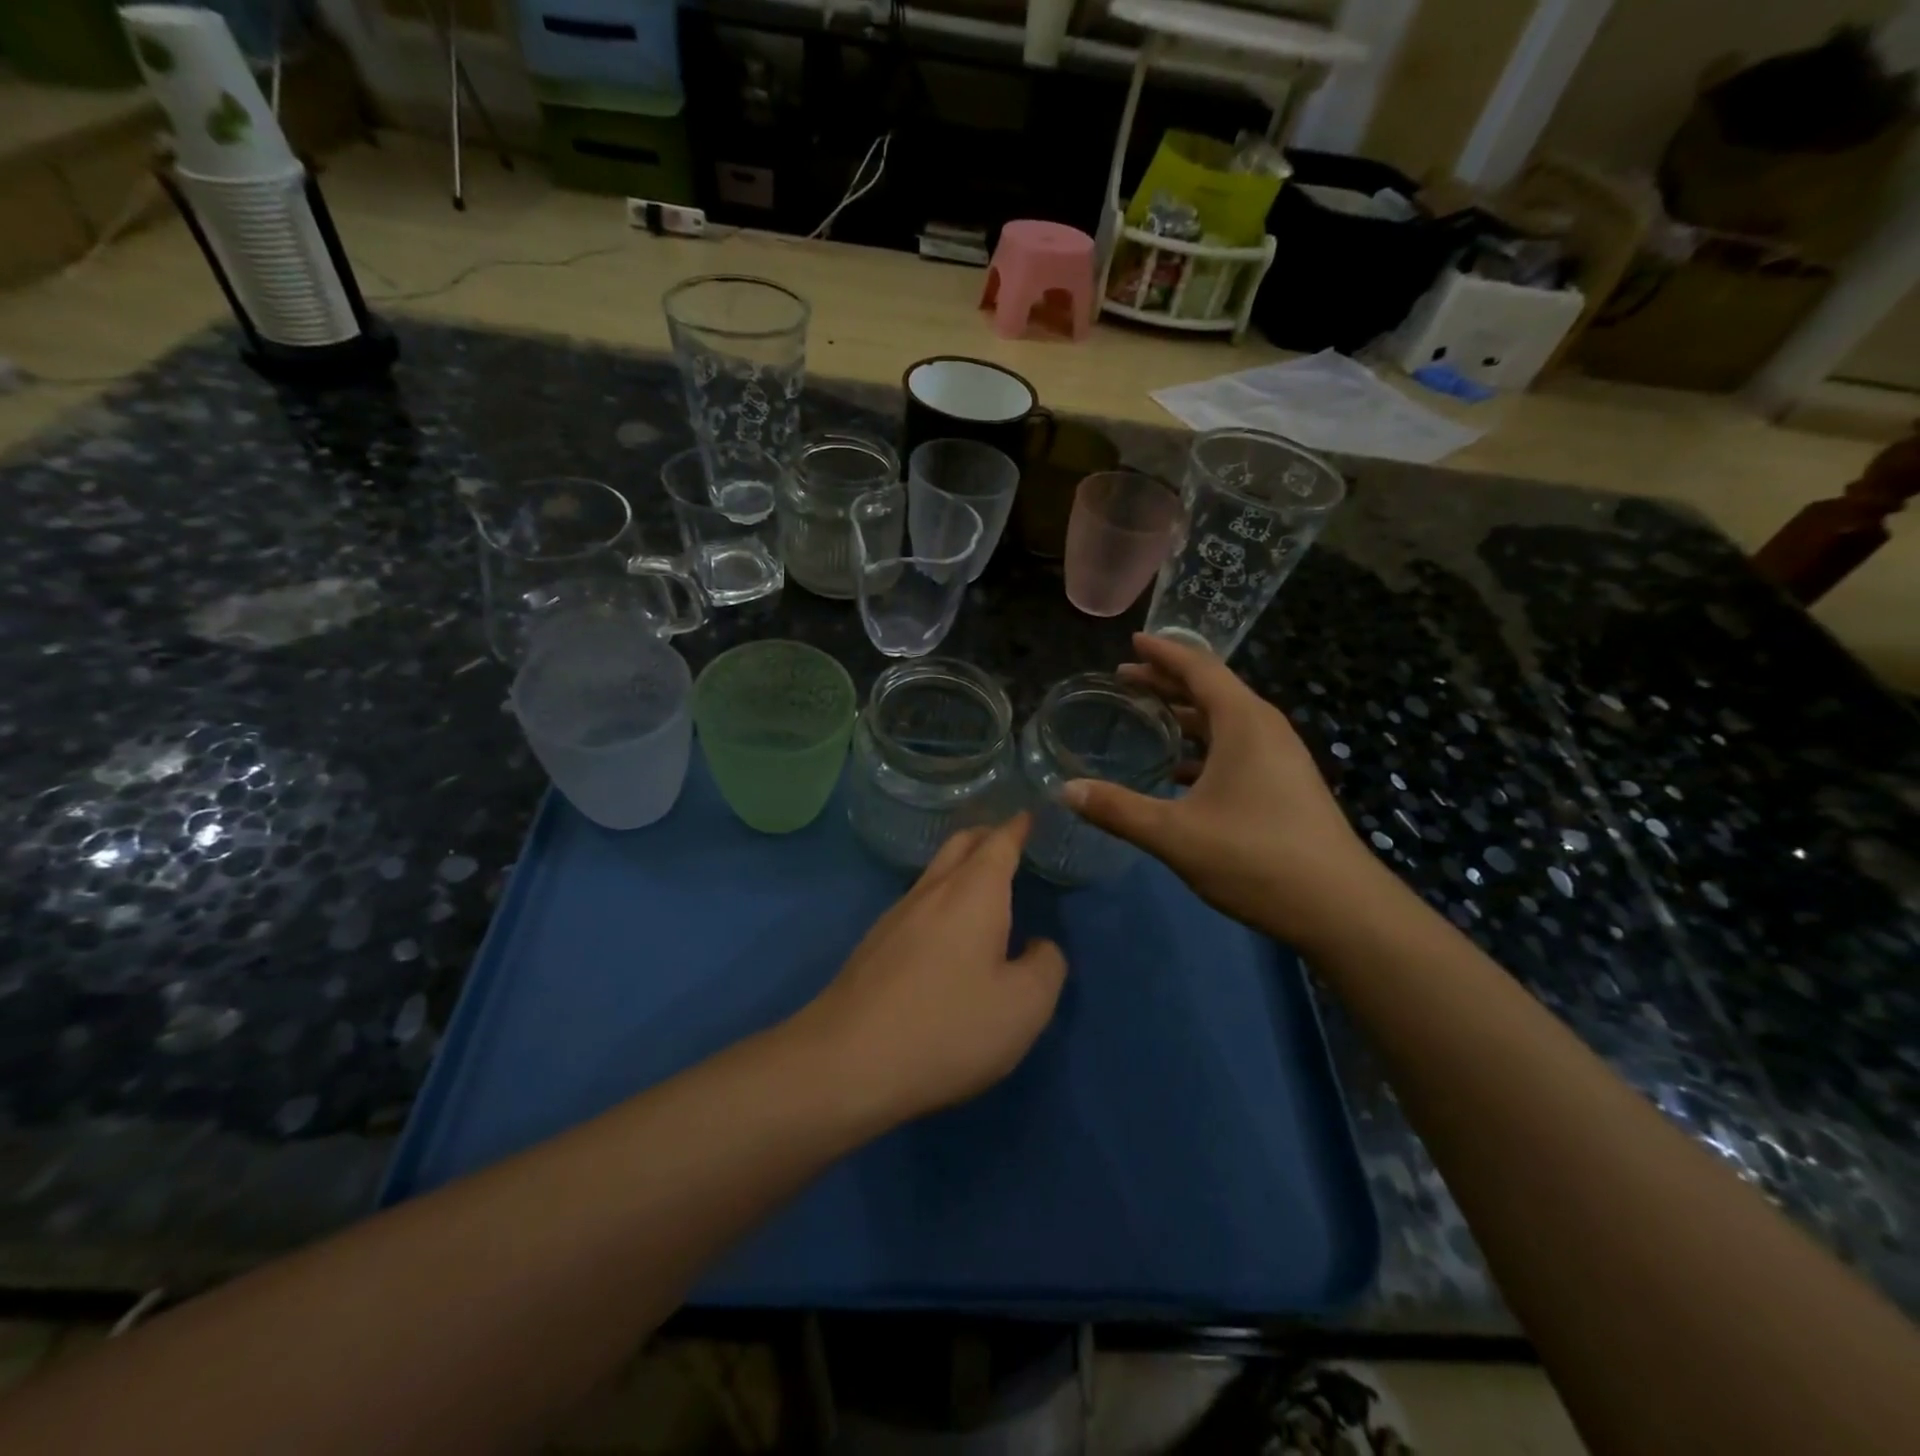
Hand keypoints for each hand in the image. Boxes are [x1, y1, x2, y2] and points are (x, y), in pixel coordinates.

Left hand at [793, 815, 1066, 1124]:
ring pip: (935, 872)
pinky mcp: (874, 943)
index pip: (999, 842)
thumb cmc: (948, 1027)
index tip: (1030, 813)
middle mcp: (932, 891)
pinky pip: (918, 901)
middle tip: (1010, 839)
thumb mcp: (1024, 1007)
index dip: (1018, 826)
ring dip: (961, 865)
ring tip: (983, 881)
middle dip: (987, 835)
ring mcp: (896, 915)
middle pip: (960, 844)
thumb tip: (1039, 946)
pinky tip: (946, 928)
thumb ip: (1046, 966)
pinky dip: (942, 896)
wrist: (846, 1062)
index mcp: (974, 893)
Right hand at [1063, 633, 1387, 949]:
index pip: (1199, 668)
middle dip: (1167, 681)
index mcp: (1243, 722)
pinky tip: (1178, 771)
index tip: (1132, 642)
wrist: (1339, 908)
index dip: (1162, 653)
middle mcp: (1265, 729)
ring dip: (1185, 715)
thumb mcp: (1175, 835)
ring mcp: (1279, 757)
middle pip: (1211, 690)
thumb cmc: (1255, 858)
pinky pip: (1236, 747)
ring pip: (1225, 721)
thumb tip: (1065, 790)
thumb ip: (1118, 809)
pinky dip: (1203, 746)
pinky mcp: (1284, 784)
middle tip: (1125, 678)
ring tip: (1147, 716)